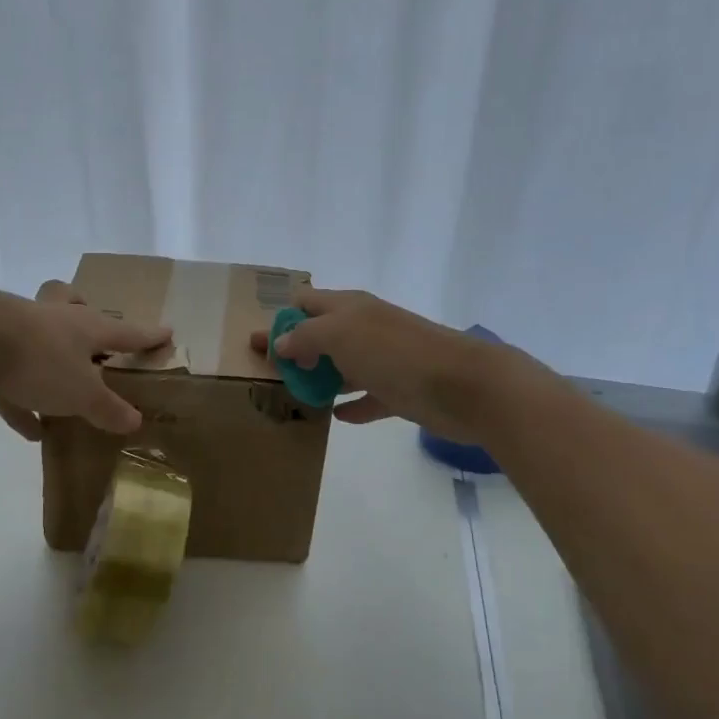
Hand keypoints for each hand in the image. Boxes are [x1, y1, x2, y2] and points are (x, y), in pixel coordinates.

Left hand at [0, 280, 168, 439]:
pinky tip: (30, 429)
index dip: (147, 335)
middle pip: (69, 301)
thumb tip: (135, 421)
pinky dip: (21, 400)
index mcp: (85, 326)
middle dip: (81, 309)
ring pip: (36, 333)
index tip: (166, 333)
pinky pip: (8, 376)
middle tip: (89, 328)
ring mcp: (15, 329)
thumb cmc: (39, 360)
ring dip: (49, 356)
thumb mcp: (81, 393)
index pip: (125, 330)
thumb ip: (107, 408)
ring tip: (61, 387)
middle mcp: (53, 319)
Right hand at [251, 287, 507, 442]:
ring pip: (344, 366)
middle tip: (270, 376)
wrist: (463, 385)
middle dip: (297, 351)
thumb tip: (281, 342)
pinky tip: (336, 416)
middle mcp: (366, 328)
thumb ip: (306, 336)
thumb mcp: (341, 334)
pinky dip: (352, 405)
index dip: (279, 319)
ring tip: (294, 397)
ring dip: (321, 378)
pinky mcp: (401, 391)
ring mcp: (385, 360)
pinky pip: (369, 397)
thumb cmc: (395, 353)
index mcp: (350, 307)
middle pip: (322, 335)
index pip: (306, 302)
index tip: (254, 344)